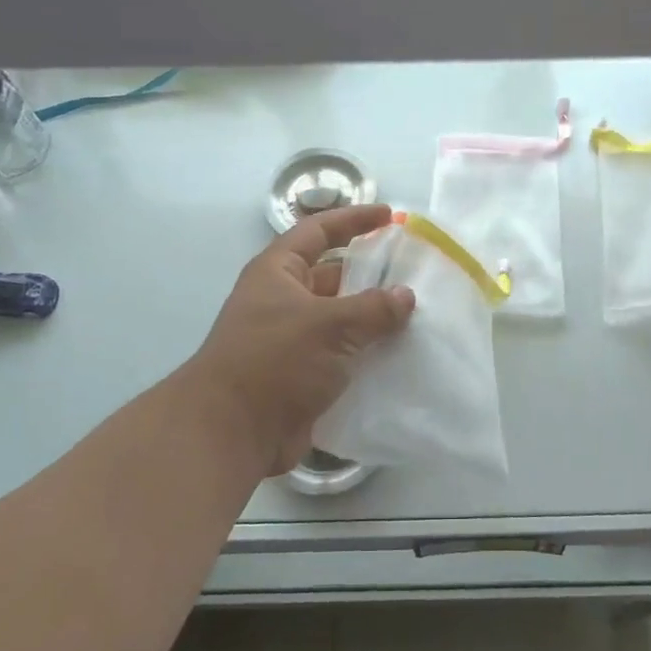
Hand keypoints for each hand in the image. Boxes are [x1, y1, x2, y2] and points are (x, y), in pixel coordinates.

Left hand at [185, 203, 414, 476]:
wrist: (232, 434)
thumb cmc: (275, 361)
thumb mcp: (329, 325)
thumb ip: (373, 308)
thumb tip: (405, 296)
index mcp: (278, 273)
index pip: (319, 231)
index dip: (353, 219)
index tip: (390, 216)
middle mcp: (283, 300)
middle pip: (333, 276)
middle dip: (371, 274)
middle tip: (414, 273)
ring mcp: (292, 340)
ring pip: (341, 319)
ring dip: (373, 319)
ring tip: (418, 315)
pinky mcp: (302, 375)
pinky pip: (342, 355)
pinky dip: (368, 354)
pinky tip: (402, 357)